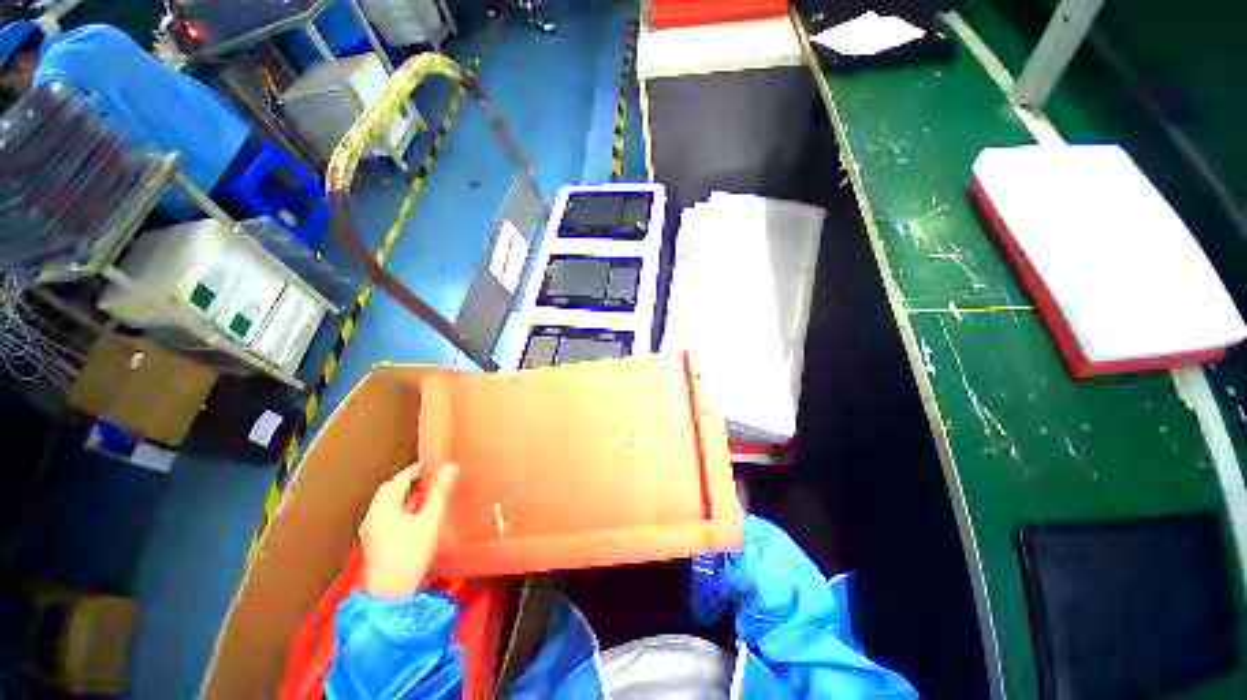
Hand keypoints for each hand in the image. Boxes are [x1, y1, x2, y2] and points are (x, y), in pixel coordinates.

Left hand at [360, 462, 459, 598]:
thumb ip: (440, 493)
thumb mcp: (430, 521)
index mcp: (383, 507)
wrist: (390, 594)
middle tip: (430, 479)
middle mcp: (373, 516)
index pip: (399, 479)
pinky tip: (416, 517)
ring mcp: (371, 531)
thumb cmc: (410, 553)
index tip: (434, 465)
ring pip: (387, 505)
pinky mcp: (374, 543)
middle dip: (409, 482)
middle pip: (389, 491)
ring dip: (405, 497)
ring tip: (427, 496)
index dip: (416, 470)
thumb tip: (451, 467)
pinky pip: (387, 517)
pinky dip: (401, 510)